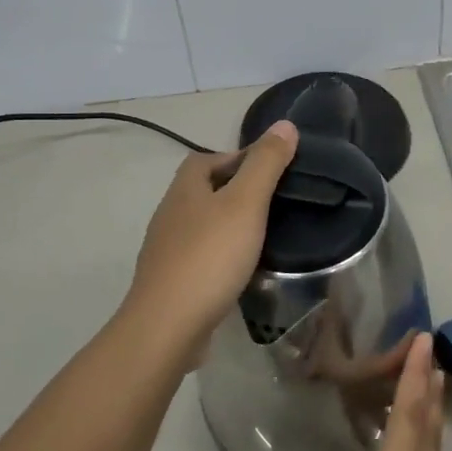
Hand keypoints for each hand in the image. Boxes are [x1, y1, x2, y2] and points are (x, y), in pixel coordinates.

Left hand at [120, 120, 298, 353]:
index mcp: (184, 190)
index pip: (205, 158)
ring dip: (228, 225)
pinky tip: (242, 270)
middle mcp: (170, 214)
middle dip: (234, 190)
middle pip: (202, 191)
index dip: (236, 156)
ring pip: (201, 225)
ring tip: (263, 235)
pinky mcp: (171, 282)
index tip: (270, 169)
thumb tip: (285, 124)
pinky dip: (221, 256)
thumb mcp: (245, 203)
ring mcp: (166, 251)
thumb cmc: (209, 256)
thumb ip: (266, 164)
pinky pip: (200, 257)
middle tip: (272, 202)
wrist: (167, 326)